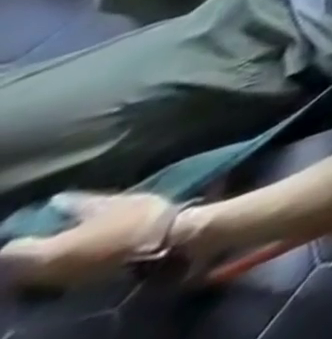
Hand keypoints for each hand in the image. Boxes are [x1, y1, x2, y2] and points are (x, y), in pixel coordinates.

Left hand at [0, 192, 177, 288]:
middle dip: (33, 247)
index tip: (37, 222)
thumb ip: (81, 204)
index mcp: (44, 254)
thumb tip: (56, 200)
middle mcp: (40, 275)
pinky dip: (58, 265)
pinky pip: (52, 278)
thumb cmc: (134, 220)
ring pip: (36, 273)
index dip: (23, 234)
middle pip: (21, 265)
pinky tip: (77, 250)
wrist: (161, 246)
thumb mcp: (112, 204)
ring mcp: (57, 284)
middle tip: (51, 228)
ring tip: (65, 238)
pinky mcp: (74, 287)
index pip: (11, 250)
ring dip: (46, 257)